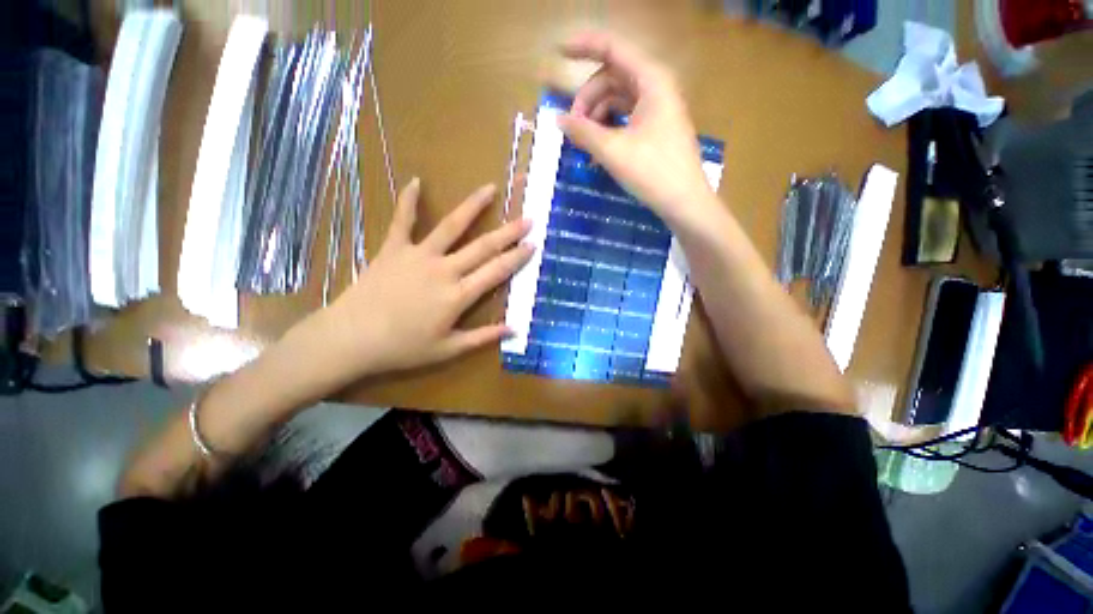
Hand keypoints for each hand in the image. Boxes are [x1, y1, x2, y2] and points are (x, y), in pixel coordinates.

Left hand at [325, 178, 532, 375]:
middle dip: (509, 232)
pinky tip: (416, 181)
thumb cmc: (403, 348)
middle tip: (528, 218)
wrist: (351, 338)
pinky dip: (408, 201)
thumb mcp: (447, 350)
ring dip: (473, 206)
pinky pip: (402, 220)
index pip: (496, 271)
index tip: (533, 245)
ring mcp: (419, 255)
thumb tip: (513, 330)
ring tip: (490, 188)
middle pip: (483, 246)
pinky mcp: (394, 248)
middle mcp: (444, 269)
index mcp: (458, 295)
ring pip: (451, 226)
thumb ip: (482, 337)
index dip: (517, 258)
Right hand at [558, 30, 715, 227]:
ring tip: (583, 144)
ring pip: (617, 100)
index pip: (612, 48)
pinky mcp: (655, 128)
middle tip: (572, 127)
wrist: (684, 202)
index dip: (583, 46)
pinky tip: (597, 151)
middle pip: (611, 78)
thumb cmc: (652, 172)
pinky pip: (625, 118)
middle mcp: (655, 87)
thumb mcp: (613, 151)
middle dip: (587, 99)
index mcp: (651, 80)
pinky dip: (608, 130)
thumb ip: (583, 131)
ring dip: (595, 117)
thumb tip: (558, 119)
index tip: (558, 52)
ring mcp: (657, 108)